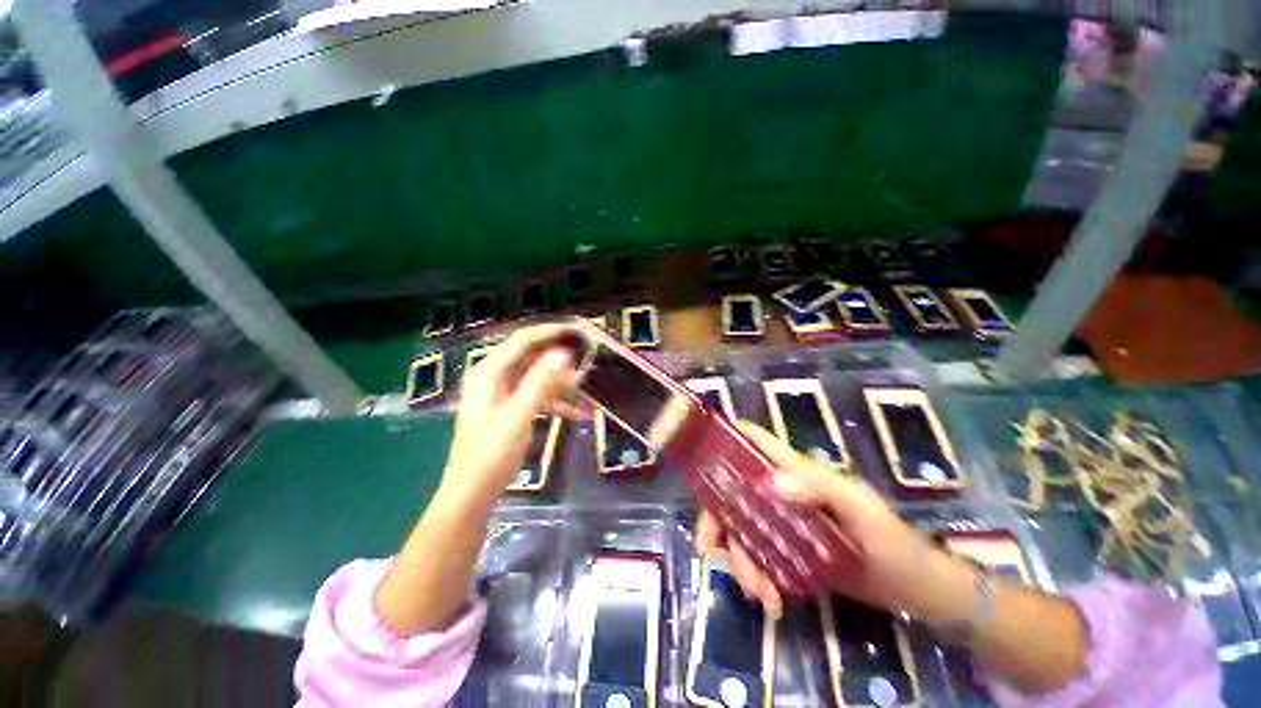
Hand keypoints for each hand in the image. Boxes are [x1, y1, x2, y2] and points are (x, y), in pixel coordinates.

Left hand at [439, 323, 581, 507]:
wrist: (471, 494)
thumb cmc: (490, 455)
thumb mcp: (518, 416)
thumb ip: (540, 383)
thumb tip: (563, 353)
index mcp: (489, 373)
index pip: (523, 340)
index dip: (551, 331)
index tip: (579, 329)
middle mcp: (494, 377)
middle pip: (532, 356)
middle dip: (560, 356)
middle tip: (588, 353)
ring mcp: (502, 394)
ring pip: (538, 378)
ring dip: (562, 383)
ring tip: (589, 387)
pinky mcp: (510, 409)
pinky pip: (537, 396)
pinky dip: (556, 402)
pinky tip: (579, 412)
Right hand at [696, 421, 972, 621]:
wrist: (914, 590)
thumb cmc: (890, 539)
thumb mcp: (860, 510)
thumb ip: (819, 488)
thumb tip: (768, 483)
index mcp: (795, 470)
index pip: (754, 441)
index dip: (725, 436)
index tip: (698, 452)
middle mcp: (781, 491)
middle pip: (733, 491)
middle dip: (717, 518)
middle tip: (709, 547)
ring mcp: (783, 522)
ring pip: (742, 529)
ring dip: (741, 559)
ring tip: (760, 594)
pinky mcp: (788, 551)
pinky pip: (757, 557)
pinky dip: (756, 576)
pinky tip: (770, 600)